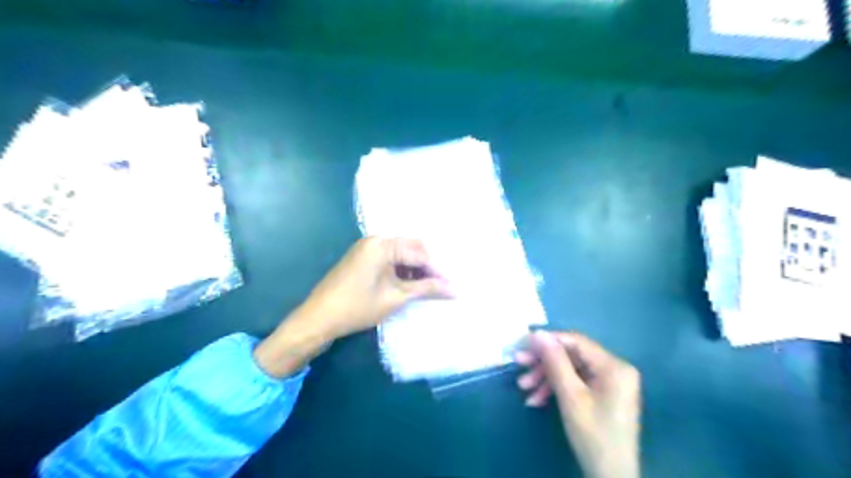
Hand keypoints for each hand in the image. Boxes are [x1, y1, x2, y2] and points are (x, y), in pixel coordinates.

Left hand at [254, 236, 447, 377]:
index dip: (439, 270)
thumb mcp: (396, 297)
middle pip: (412, 249)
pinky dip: (403, 272)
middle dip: (429, 267)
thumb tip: (455, 289)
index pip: (420, 253)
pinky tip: (414, 285)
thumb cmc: (357, 307)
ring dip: (417, 270)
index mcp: (382, 244)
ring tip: (433, 287)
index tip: (455, 285)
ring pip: (402, 255)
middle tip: (446, 284)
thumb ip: (426, 289)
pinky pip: (390, 261)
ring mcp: (367, 249)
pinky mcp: (363, 260)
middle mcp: (375, 240)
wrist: (318, 319)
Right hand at [516, 332, 642, 477]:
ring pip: (571, 370)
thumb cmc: (593, 435)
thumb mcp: (570, 396)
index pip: (575, 341)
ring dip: (546, 378)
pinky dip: (556, 389)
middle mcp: (614, 369)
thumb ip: (554, 361)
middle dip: (544, 363)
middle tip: (518, 365)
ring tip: (523, 388)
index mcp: (613, 366)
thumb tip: (537, 333)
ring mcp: (609, 383)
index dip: (548, 340)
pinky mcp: (602, 395)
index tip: (522, 344)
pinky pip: (576, 383)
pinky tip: (536, 400)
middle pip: (572, 356)